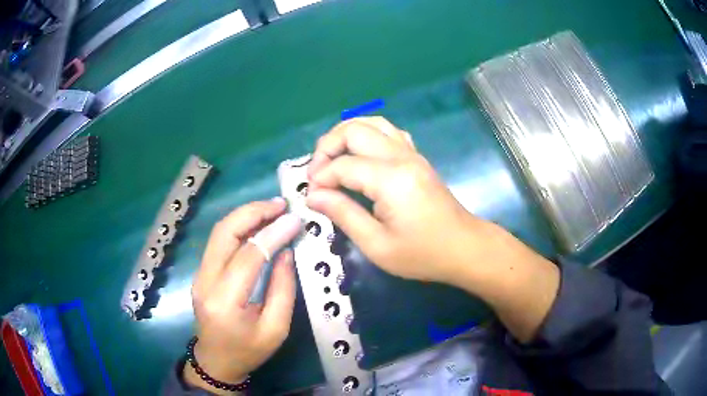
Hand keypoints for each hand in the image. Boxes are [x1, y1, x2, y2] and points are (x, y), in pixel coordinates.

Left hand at [185, 199, 301, 393]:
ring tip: (272, 208)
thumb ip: (283, 289)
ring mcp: (199, 274)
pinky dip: (239, 226)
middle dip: (253, 212)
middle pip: (224, 233)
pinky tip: (257, 223)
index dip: (272, 234)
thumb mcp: (276, 329)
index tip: (295, 220)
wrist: (216, 361)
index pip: (248, 256)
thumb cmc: (248, 351)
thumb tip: (286, 252)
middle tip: (280, 204)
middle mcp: (205, 281)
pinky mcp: (201, 272)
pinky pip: (219, 241)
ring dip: (245, 215)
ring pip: (219, 232)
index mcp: (225, 302)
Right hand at [306, 116, 486, 285]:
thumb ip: (343, 214)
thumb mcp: (377, 244)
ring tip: (333, 160)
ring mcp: (411, 153)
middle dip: (327, 146)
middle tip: (317, 174)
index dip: (320, 178)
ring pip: (372, 123)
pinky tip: (360, 156)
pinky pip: (388, 132)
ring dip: (345, 135)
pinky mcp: (417, 157)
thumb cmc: (422, 254)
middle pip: (354, 129)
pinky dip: (367, 135)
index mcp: (390, 179)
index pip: (342, 165)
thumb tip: (313, 196)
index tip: (312, 198)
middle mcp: (401, 156)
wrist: (464, 247)